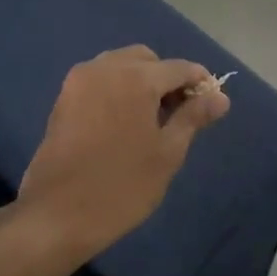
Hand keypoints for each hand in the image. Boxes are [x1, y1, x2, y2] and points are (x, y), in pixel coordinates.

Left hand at [17, 45, 230, 259]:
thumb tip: (220, 96)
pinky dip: (118, 90)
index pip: (180, 68)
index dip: (200, 83)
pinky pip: (100, 80)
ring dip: (142, 82)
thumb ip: (194, 117)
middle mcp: (106, 68)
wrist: (56, 215)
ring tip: (152, 121)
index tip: (212, 106)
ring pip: (121, 66)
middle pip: (148, 60)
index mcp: (136, 77)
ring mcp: (79, 81)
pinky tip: (125, 124)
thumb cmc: (122, 186)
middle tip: (179, 115)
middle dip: (168, 79)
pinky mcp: (63, 98)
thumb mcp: (167, 153)